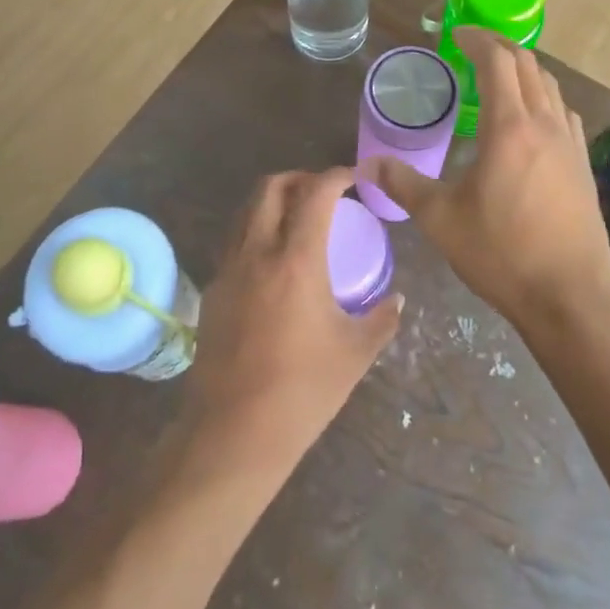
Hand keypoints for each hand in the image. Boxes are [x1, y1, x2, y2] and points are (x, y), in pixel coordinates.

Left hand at [189, 169, 402, 466]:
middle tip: (323, 191)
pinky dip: (255, 231)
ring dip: (272, 201)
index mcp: (296, 260)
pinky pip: (233, 242)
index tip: (354, 177)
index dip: (336, 175)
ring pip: (246, 211)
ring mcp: (228, 270)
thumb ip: (382, 319)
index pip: (315, 193)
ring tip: (297, 219)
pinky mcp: (211, 291)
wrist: (233, 433)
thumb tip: (398, 299)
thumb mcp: (355, 354)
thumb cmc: (302, 391)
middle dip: (299, 177)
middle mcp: (257, 252)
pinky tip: (271, 261)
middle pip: (270, 187)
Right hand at [364, 29, 609, 332]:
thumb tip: (368, 165)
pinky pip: (563, 111)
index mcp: (509, 127)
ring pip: (550, 85)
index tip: (455, 34)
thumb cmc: (501, 253)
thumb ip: (402, 184)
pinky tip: (530, 119)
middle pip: (527, 64)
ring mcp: (570, 143)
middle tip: (472, 47)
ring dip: (523, 69)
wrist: (569, 296)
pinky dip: (543, 97)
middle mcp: (544, 124)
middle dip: (500, 46)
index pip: (497, 61)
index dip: (477, 39)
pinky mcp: (583, 164)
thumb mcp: (440, 219)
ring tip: (498, 77)